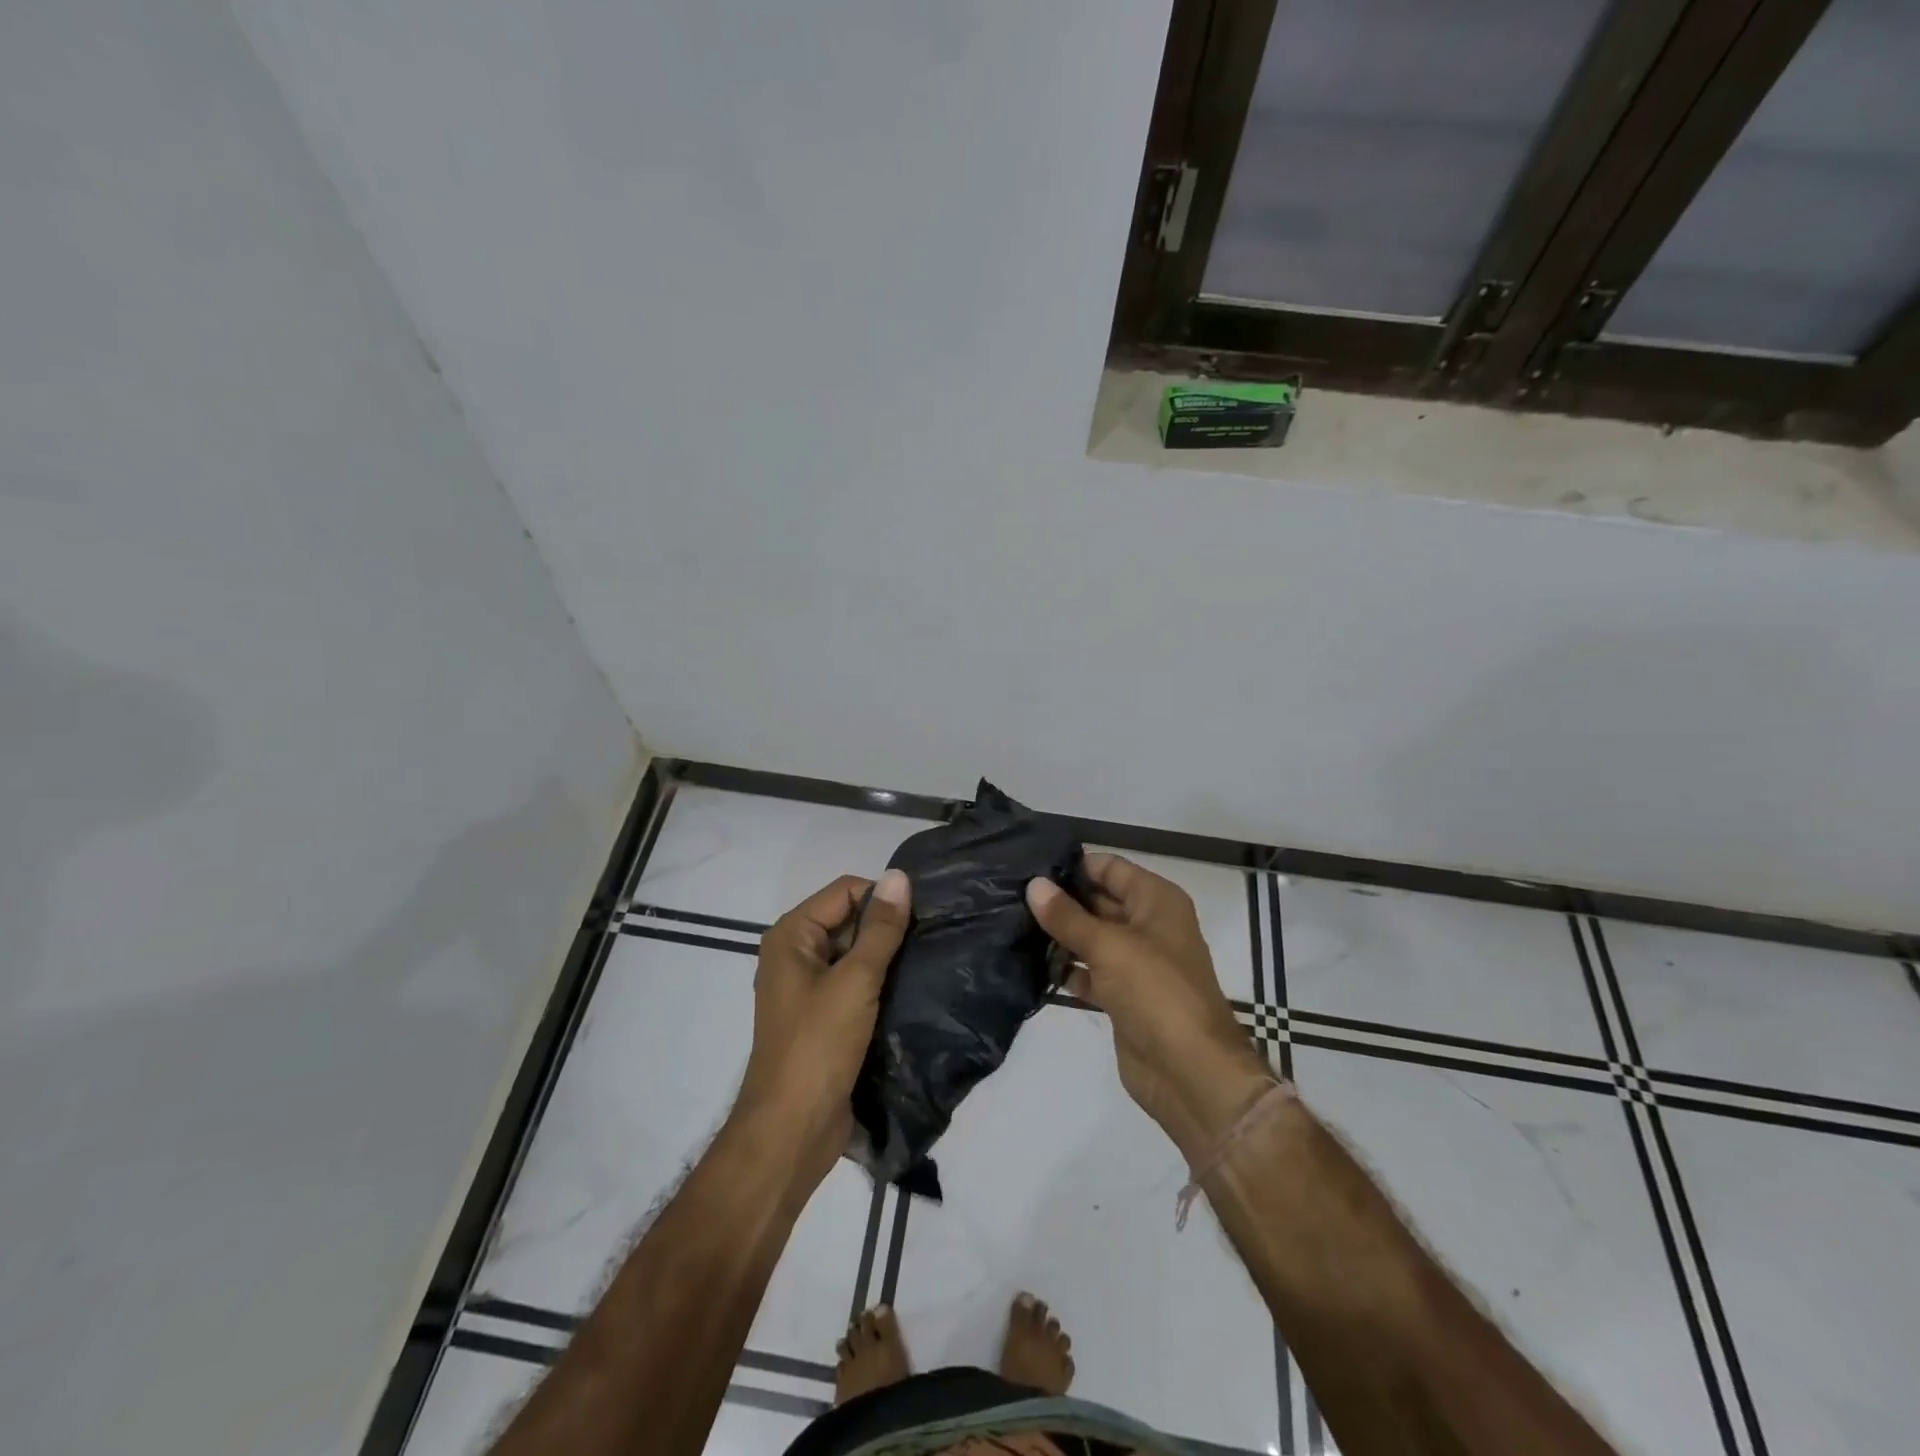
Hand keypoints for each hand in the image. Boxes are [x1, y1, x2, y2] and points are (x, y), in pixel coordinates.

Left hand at [738, 870, 911, 1187]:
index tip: (923, 914)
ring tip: (929, 960)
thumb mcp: (856, 980)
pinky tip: (914, 988)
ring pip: (856, 954)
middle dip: (887, 927)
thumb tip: (900, 875)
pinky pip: (856, 985)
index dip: (882, 897)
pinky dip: (881, 983)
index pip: (845, 891)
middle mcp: (796, 955)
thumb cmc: (818, 1046)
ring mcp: (809, 988)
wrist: (792, 1132)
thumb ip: (881, 928)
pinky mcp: (824, 1018)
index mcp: (791, 936)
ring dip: (888, 957)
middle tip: (932, 937)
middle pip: (849, 920)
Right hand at [1027, 854, 1272, 1162]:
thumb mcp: (1109, 946)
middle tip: (1012, 895)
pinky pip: (1090, 971)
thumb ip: (1067, 916)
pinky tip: (1032, 964)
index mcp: (1157, 901)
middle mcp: (1149, 925)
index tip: (1029, 866)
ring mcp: (1137, 963)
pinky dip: (1067, 969)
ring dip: (1060, 935)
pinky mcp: (1124, 996)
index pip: (1111, 868)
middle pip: (1100, 901)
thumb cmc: (1155, 991)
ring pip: (1092, 938)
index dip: (1074, 865)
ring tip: (1012, 924)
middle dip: (1061, 899)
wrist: (1190, 1072)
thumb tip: (1034, 885)